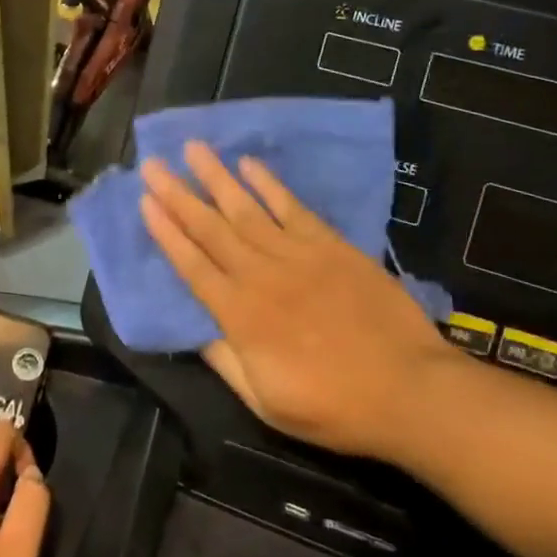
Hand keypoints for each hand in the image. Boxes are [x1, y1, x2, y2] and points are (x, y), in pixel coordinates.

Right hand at [140, 142, 450, 458]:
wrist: (411, 391)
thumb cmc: (335, 407)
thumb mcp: (268, 404)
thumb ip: (226, 363)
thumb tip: (194, 330)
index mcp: (241, 317)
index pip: (192, 265)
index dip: (166, 232)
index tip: (145, 201)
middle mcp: (261, 276)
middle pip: (210, 228)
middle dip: (178, 195)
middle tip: (153, 164)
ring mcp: (297, 255)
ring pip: (246, 209)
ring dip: (216, 177)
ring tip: (193, 148)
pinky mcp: (330, 246)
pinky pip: (292, 208)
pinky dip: (268, 184)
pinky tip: (249, 164)